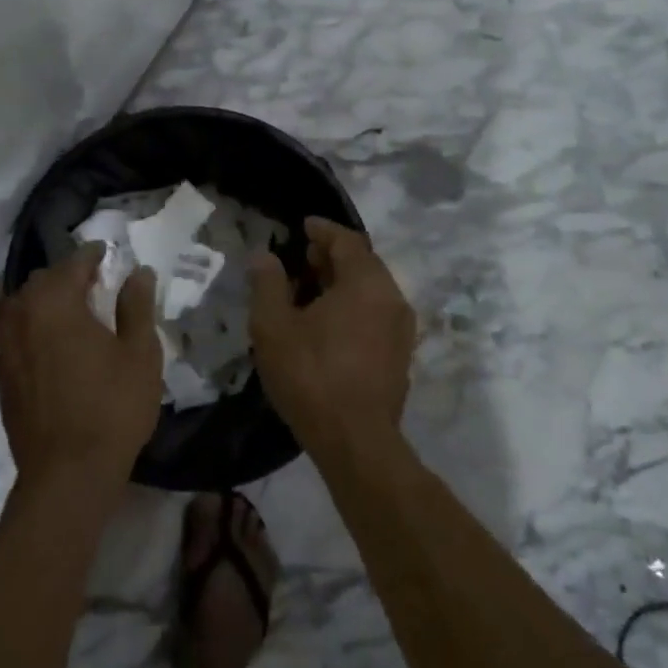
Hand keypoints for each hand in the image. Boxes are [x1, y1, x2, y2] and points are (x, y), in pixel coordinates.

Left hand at [0, 245, 162, 499]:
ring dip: (45, 299)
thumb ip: (136, 305)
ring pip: (23, 304)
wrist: (66, 475)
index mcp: (55, 301)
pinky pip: (14, 331)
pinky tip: (51, 341)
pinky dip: (32, 325)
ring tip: (71, 309)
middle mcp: (22, 313)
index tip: (107, 253)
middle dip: (67, 275)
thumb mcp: (139, 353)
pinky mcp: (0, 372)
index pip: (73, 262)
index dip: (93, 255)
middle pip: (42, 280)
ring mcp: (5, 344)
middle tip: (93, 281)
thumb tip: (138, 271)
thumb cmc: (111, 408)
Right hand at [250, 218, 416, 460]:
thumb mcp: (273, 326)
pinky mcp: (401, 356)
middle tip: (303, 259)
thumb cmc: (311, 375)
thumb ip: (267, 283)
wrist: (355, 442)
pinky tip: (328, 324)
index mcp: (366, 283)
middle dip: (332, 256)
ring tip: (310, 291)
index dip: (323, 230)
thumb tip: (265, 256)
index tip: (304, 226)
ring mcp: (402, 329)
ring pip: (371, 290)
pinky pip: (376, 314)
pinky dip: (354, 306)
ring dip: (343, 283)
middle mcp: (392, 298)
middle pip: (364, 263)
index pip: (347, 240)